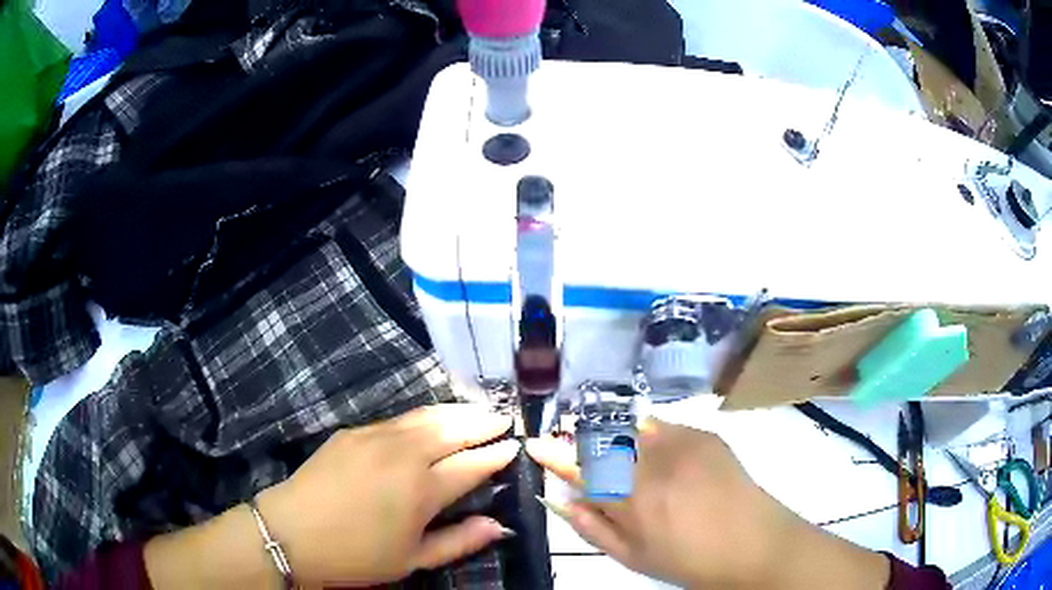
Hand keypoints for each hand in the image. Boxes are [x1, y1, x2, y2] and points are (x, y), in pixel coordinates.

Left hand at [147, 404, 518, 588]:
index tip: (514, 447)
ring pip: (426, 416)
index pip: (471, 464)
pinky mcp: (353, 431)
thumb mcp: (412, 559)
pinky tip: (430, 419)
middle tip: (503, 418)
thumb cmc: (356, 555)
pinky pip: (398, 418)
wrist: (292, 531)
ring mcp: (375, 437)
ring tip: (476, 411)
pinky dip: (424, 415)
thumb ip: (460, 541)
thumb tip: (499, 526)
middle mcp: (403, 454)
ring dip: (456, 412)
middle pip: (453, 430)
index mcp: (421, 490)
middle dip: (482, 423)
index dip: (496, 455)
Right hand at [528, 419, 890, 589]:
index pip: (580, 466)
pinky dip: (649, 439)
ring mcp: (683, 442)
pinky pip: (662, 427)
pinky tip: (660, 461)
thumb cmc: (689, 561)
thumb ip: (593, 527)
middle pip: (603, 439)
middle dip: (583, 444)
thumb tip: (561, 500)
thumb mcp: (632, 557)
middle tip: (582, 458)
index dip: (553, 453)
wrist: (755, 543)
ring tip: (626, 465)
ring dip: (617, 441)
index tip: (535, 444)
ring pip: (631, 428)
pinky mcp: (704, 434)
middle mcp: (654, 461)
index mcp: (633, 499)